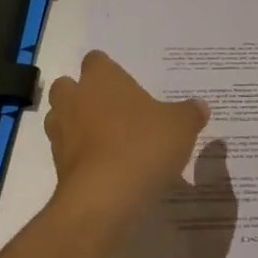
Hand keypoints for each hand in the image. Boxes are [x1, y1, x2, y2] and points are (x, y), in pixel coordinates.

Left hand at [45, 51, 208, 215]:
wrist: (104, 197)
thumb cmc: (143, 146)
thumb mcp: (181, 126)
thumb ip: (190, 113)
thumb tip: (200, 106)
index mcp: (102, 79)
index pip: (96, 60)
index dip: (108, 69)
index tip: (125, 83)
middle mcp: (74, 100)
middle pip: (67, 86)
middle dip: (83, 95)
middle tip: (111, 109)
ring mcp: (61, 133)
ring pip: (60, 119)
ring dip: (77, 126)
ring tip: (106, 141)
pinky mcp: (58, 166)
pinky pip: (67, 153)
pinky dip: (80, 157)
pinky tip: (105, 169)